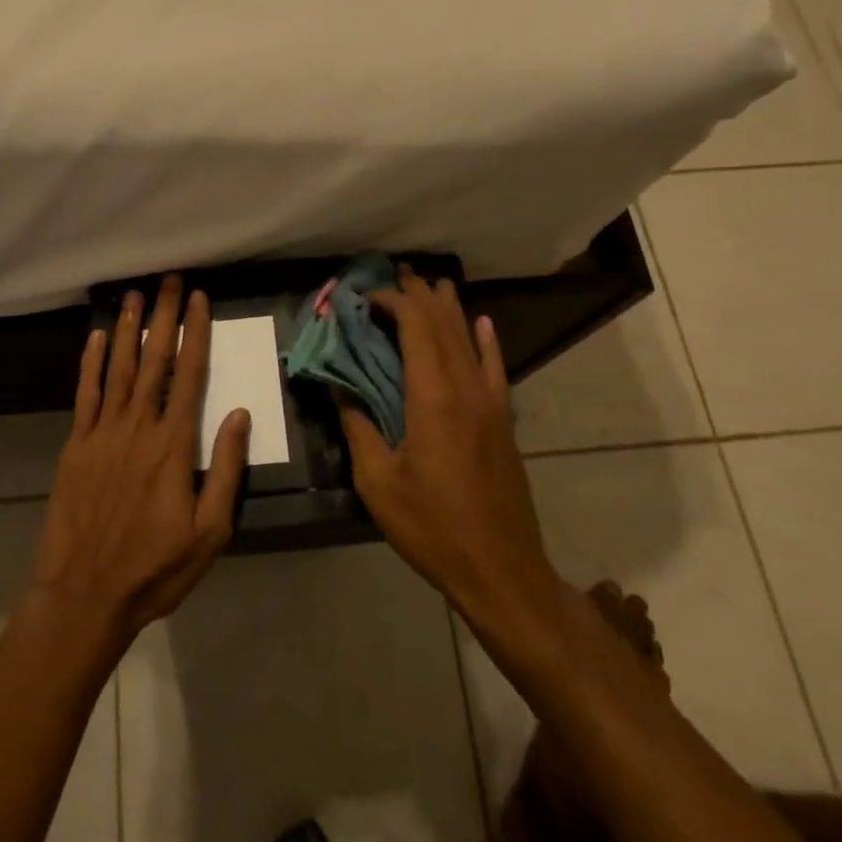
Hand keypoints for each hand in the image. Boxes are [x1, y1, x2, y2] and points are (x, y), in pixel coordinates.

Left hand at [31, 276, 251, 645]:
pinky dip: (89, 363)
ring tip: (133, 295)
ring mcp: (102, 433)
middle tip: (168, 279)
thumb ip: (225, 468)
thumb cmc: (156, 567)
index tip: (197, 299)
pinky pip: (84, 394)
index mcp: (174, 444)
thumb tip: (239, 413)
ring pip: (117, 368)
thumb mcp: (210, 530)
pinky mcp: (76, 446)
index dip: (194, 332)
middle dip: (162, 316)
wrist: (86, 594)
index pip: (190, 374)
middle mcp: (138, 427)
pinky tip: (94, 338)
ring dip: (126, 328)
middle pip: (154, 359)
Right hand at [336, 268, 562, 634]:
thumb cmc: (431, 527)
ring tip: (433, 284)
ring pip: (469, 341)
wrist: (500, 568)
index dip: (392, 303)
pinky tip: (482, 323)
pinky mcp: (503, 422)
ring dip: (449, 310)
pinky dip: (487, 341)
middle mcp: (465, 389)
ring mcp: (491, 404)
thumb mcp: (378, 482)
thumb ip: (358, 426)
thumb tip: (337, 386)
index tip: (365, 296)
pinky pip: (495, 369)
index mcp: (432, 398)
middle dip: (419, 296)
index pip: (415, 328)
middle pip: (443, 326)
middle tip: (397, 273)